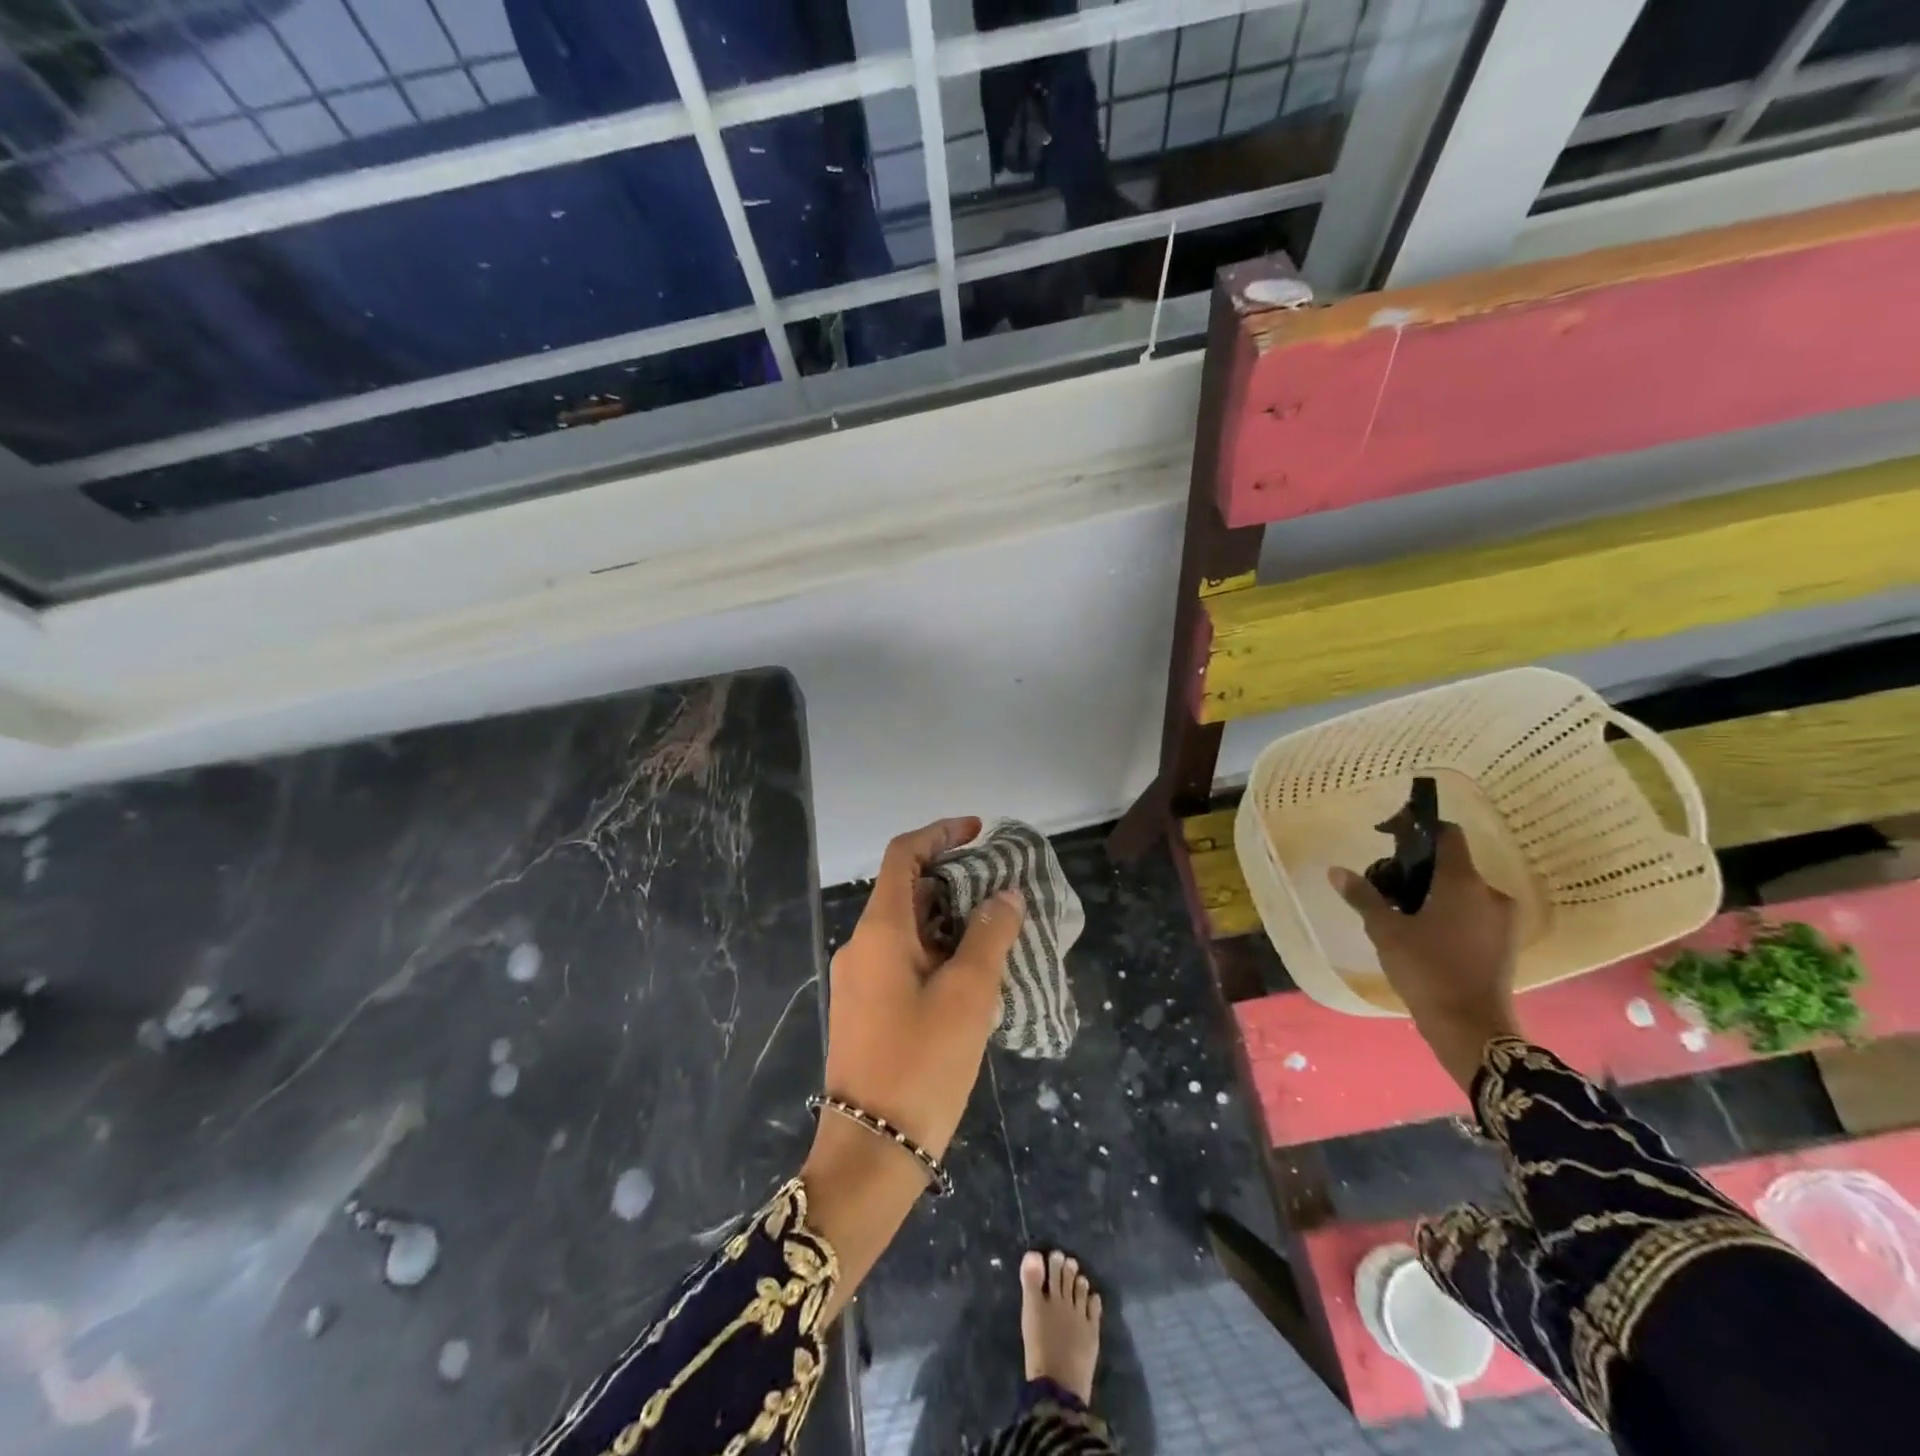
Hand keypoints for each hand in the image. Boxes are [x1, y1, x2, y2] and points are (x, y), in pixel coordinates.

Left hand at [820, 816, 1024, 1157]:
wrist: (871, 1152)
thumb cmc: (921, 1064)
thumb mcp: (969, 996)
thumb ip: (990, 936)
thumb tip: (1005, 895)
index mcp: (880, 931)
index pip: (903, 855)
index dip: (941, 834)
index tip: (980, 833)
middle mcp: (863, 946)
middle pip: (907, 889)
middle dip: (954, 878)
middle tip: (1002, 886)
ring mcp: (862, 979)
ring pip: (909, 928)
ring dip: (950, 918)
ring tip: (999, 927)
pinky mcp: (868, 1008)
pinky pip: (905, 959)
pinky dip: (939, 950)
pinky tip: (975, 971)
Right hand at [1329, 825, 1521, 1091]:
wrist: (1471, 1028)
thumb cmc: (1427, 970)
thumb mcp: (1386, 931)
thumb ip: (1363, 897)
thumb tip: (1336, 870)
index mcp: (1463, 882)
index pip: (1448, 835)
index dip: (1419, 828)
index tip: (1390, 836)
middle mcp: (1490, 893)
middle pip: (1452, 865)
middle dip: (1419, 870)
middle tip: (1387, 887)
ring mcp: (1503, 920)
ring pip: (1462, 891)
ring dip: (1434, 894)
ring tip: (1402, 914)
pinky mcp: (1505, 943)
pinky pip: (1473, 913)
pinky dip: (1450, 914)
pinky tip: (1425, 935)